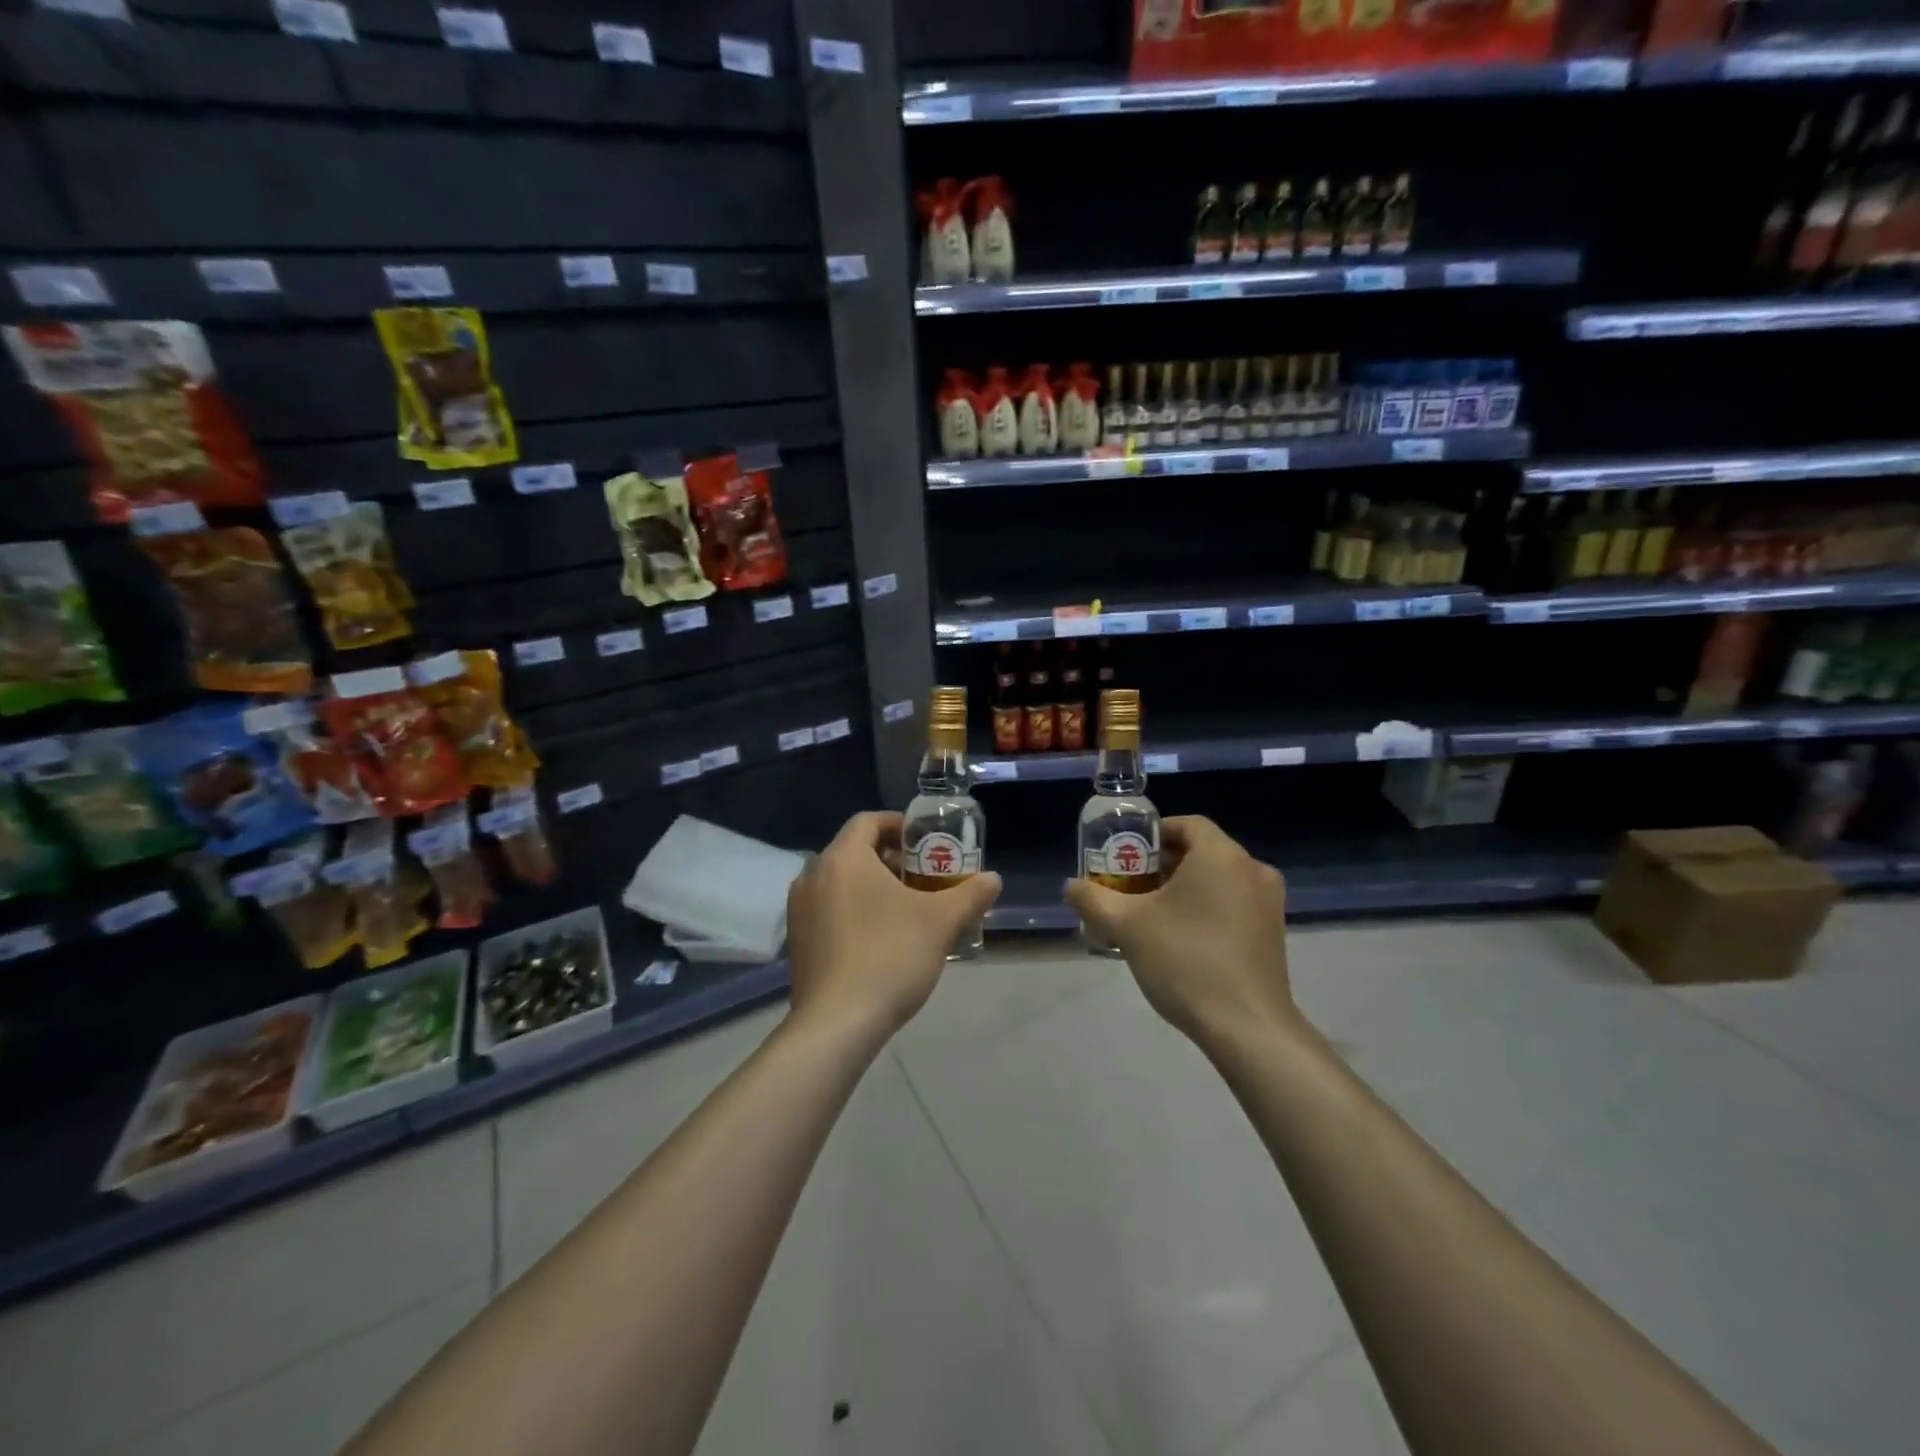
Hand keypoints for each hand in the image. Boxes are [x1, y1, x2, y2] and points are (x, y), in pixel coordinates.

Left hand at [785, 811, 1002, 1041]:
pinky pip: (829, 909)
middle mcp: (813, 875)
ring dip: (873, 886)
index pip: (868, 821)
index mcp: (842, 859)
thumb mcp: (940, 922)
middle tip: (925, 878)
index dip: (900, 825)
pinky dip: (854, 909)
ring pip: (841, 882)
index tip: (927, 842)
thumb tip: (993, 879)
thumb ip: (970, 894)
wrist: (836, 1025)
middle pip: (855, 851)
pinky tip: (881, 938)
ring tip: (908, 909)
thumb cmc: (889, 957)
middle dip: (892, 859)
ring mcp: (800, 910)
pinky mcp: (797, 941)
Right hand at [1065, 816, 1295, 1046]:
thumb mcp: (1127, 926)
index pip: (1186, 824)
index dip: (1154, 835)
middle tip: (1132, 887)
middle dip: (1164, 864)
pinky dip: (1208, 907)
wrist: (1247, 1028)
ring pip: (1219, 878)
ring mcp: (1269, 902)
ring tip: (1152, 914)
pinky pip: (1235, 903)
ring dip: (1186, 887)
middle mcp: (1252, 869)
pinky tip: (1183, 938)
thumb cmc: (1186, 961)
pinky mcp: (1274, 932)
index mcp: (1220, 855)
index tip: (1128, 856)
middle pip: (1202, 851)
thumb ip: (1093, 899)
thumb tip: (1070, 886)